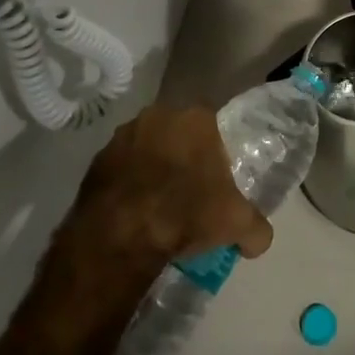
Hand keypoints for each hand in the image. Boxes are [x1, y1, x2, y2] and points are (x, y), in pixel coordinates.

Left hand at [65, 106, 274, 265]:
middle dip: (182, 157)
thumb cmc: (186, 214)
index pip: (213, 128)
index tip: (214, 182)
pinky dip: (126, 184)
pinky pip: (119, 169)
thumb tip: (259, 239)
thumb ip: (257, 228)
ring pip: (146, 148)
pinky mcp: (95, 160)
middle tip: (187, 192)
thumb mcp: (237, 224)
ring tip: (157, 205)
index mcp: (196, 118)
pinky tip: (132, 211)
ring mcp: (123, 135)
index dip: (215, 154)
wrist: (120, 236)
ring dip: (151, 168)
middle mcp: (159, 115)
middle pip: (178, 134)